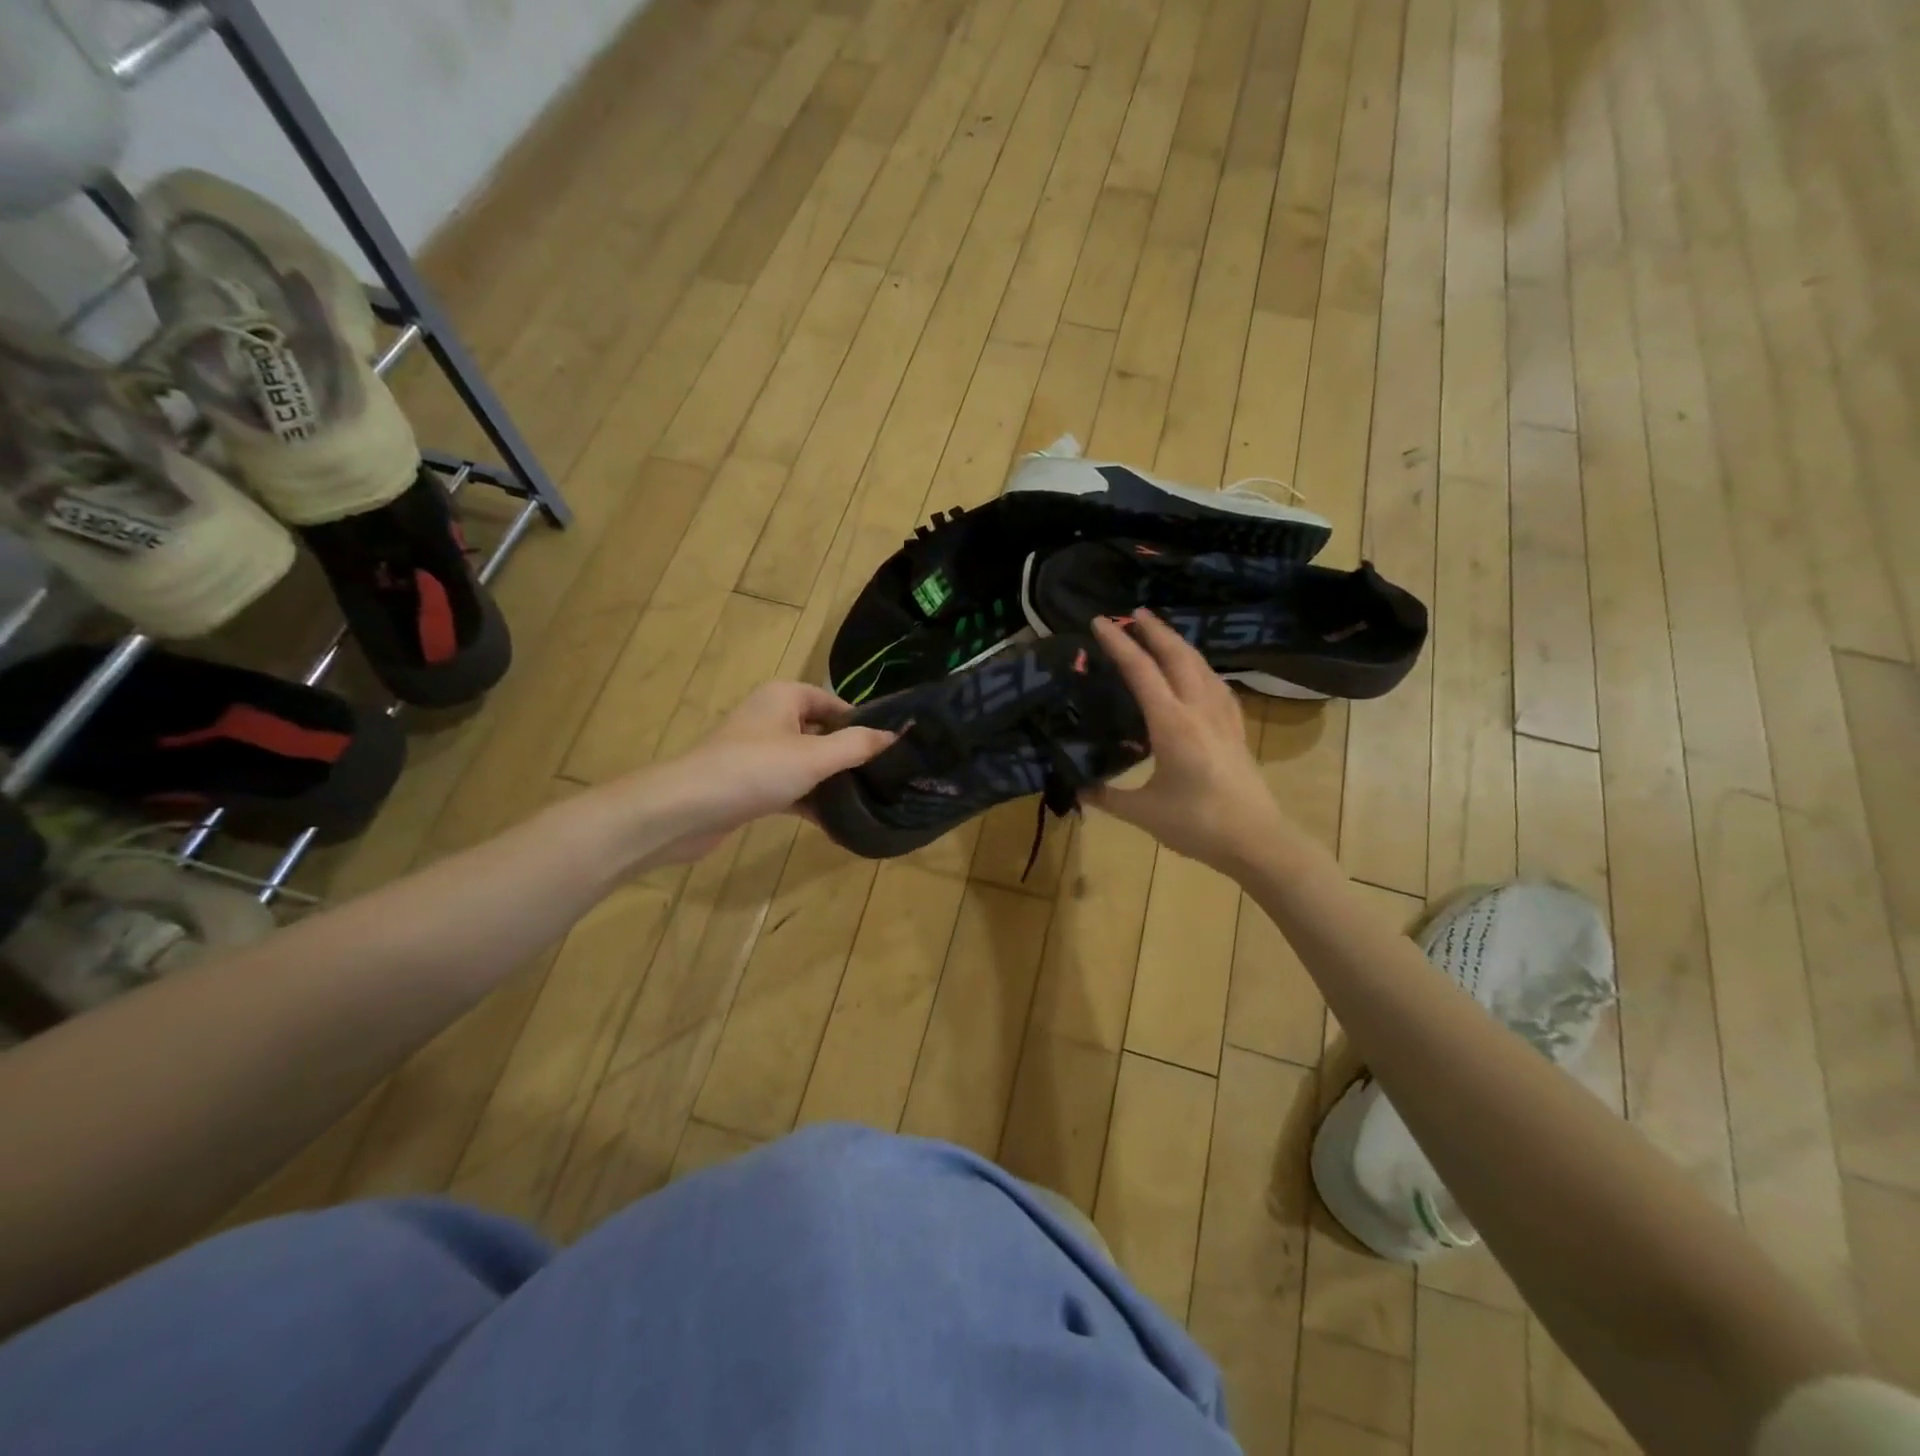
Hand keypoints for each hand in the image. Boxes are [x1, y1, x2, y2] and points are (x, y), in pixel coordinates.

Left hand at [641, 683, 895, 863]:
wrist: (684, 810)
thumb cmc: (753, 770)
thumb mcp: (814, 756)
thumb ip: (857, 745)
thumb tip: (896, 734)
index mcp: (785, 697)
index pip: (835, 702)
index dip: (863, 723)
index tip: (892, 749)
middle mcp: (771, 717)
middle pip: (822, 732)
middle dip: (850, 755)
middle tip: (887, 777)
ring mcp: (758, 752)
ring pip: (807, 762)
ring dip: (832, 781)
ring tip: (869, 800)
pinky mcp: (749, 784)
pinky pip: (790, 787)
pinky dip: (810, 802)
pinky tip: (837, 824)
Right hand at [1084, 611, 1292, 872]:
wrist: (1257, 840)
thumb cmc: (1198, 825)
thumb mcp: (1143, 812)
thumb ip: (1107, 796)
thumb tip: (1077, 788)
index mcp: (1172, 724)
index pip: (1141, 672)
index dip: (1119, 643)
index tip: (1099, 621)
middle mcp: (1199, 710)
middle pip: (1177, 656)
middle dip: (1154, 630)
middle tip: (1134, 612)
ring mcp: (1222, 717)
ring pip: (1201, 666)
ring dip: (1179, 644)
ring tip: (1161, 633)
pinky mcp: (1236, 729)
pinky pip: (1217, 686)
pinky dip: (1201, 668)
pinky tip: (1199, 673)